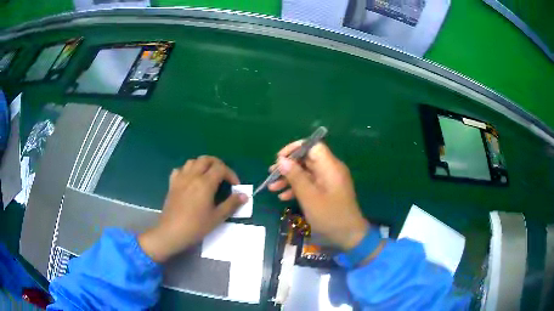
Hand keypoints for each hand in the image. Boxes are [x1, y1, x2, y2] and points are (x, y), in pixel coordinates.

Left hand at [139, 156, 247, 262]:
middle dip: (218, 164)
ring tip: (208, 177)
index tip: (235, 186)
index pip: (221, 168)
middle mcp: (192, 176)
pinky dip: (187, 170)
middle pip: (206, 159)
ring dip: (203, 165)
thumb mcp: (217, 217)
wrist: (172, 232)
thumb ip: (231, 204)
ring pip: (192, 161)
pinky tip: (190, 180)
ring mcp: (180, 178)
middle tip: (223, 177)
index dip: (231, 174)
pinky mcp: (172, 184)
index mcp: (205, 183)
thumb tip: (244, 195)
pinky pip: (180, 169)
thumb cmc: (196, 226)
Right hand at [269, 142, 368, 250]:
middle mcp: (330, 170)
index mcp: (330, 167)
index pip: (313, 146)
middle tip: (271, 175)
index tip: (279, 159)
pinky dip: (297, 188)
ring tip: (272, 187)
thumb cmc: (330, 217)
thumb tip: (281, 160)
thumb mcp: (309, 198)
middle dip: (288, 166)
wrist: (349, 236)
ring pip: (306, 173)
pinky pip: (310, 184)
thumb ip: (295, 177)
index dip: (295, 148)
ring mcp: (329, 181)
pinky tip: (283, 197)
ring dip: (289, 179)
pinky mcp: (327, 192)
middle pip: (307, 159)